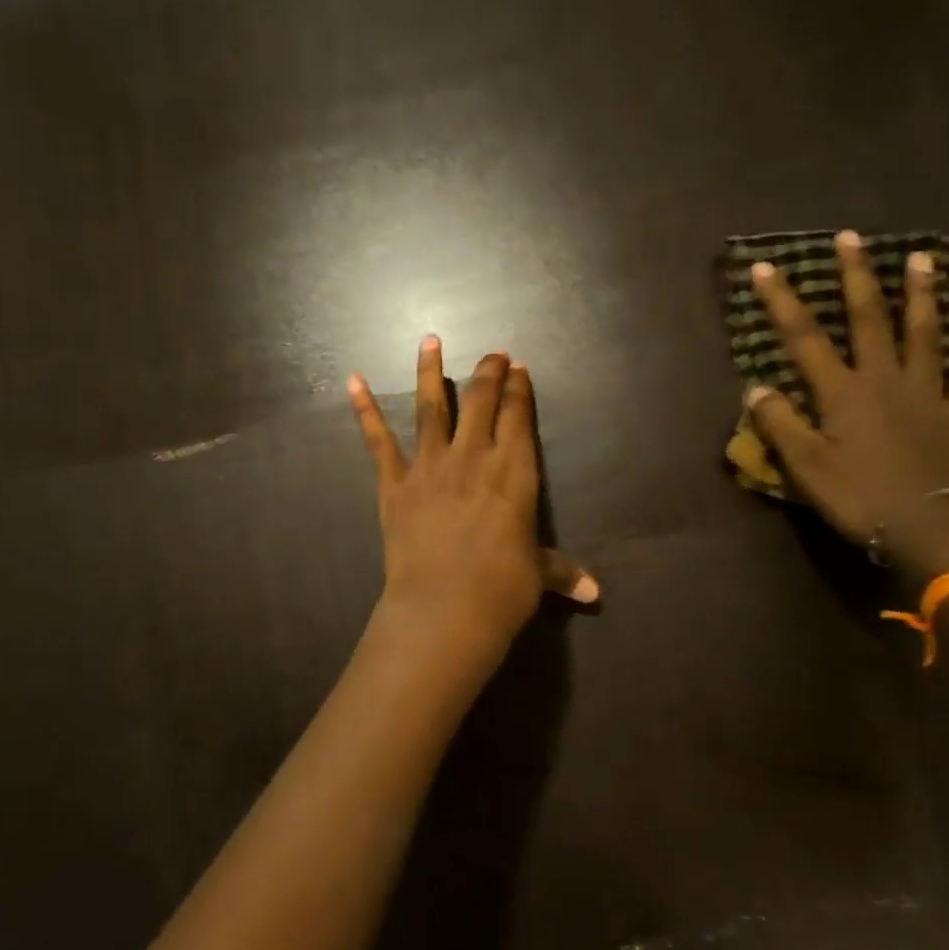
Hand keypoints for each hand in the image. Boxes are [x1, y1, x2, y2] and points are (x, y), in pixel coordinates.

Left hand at [349, 338, 597, 669]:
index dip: (520, 389)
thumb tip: (596, 593)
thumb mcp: (538, 576)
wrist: (444, 609)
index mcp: (514, 471)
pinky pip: (378, 440)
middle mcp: (473, 456)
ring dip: (431, 371)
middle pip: (481, 400)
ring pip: (431, 406)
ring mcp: (430, 465)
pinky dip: (364, 409)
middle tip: (493, 353)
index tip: (519, 367)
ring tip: (430, 340)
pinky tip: (352, 381)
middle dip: (488, 371)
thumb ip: (562, 572)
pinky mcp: (394, 483)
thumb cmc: (501, 591)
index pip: (518, 416)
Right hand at [746, 230, 948, 579]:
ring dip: (921, 296)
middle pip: (869, 320)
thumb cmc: (861, 498)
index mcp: (843, 393)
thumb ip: (780, 424)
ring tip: (922, 259)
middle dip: (857, 278)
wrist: (934, 531)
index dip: (782, 302)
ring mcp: (928, 395)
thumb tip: (756, 387)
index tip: (765, 267)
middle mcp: (885, 381)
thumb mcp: (806, 467)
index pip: (805, 339)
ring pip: (924, 336)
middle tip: (852, 238)